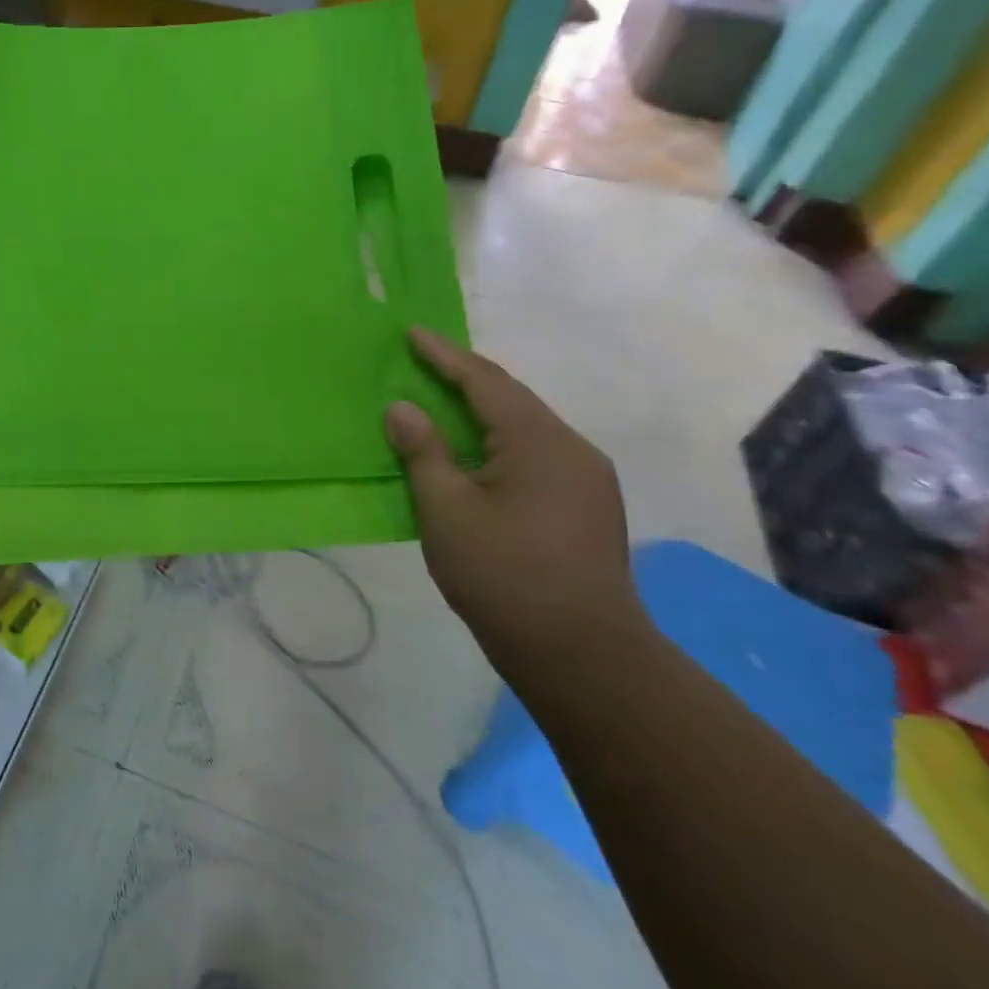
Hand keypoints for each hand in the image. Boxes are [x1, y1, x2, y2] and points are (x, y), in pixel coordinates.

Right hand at [383, 328, 642, 674]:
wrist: (582, 656)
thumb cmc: (504, 576)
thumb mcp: (446, 510)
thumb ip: (422, 452)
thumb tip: (401, 408)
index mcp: (540, 442)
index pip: (485, 381)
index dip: (444, 355)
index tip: (412, 333)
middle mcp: (572, 449)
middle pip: (510, 399)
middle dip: (463, 378)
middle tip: (420, 364)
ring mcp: (586, 480)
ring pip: (524, 429)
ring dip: (480, 412)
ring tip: (440, 405)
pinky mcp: (587, 507)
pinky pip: (535, 455)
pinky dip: (497, 443)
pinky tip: (474, 457)